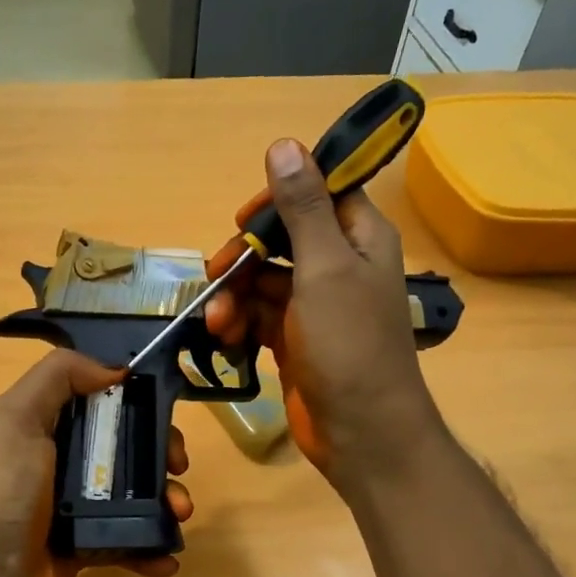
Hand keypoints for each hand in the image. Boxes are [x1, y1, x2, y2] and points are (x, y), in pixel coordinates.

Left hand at [0, 349, 192, 576]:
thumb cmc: (4, 492)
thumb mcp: (17, 418)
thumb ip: (59, 377)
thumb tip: (114, 368)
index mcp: (41, 425)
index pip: (98, 399)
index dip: (135, 400)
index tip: (166, 411)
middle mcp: (58, 461)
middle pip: (124, 445)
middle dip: (159, 453)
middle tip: (178, 466)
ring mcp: (73, 507)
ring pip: (133, 492)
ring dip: (165, 500)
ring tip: (180, 513)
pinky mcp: (84, 546)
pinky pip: (127, 539)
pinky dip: (151, 547)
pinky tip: (166, 558)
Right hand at [204, 138, 439, 491]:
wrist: (360, 432)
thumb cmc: (349, 345)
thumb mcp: (324, 269)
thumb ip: (303, 209)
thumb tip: (284, 144)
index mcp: (359, 238)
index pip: (320, 194)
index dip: (280, 198)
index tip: (244, 216)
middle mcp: (339, 266)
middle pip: (281, 239)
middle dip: (244, 256)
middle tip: (216, 274)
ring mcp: (314, 307)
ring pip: (262, 282)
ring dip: (233, 297)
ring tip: (215, 323)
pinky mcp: (293, 340)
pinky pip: (258, 318)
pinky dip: (238, 324)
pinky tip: (221, 339)